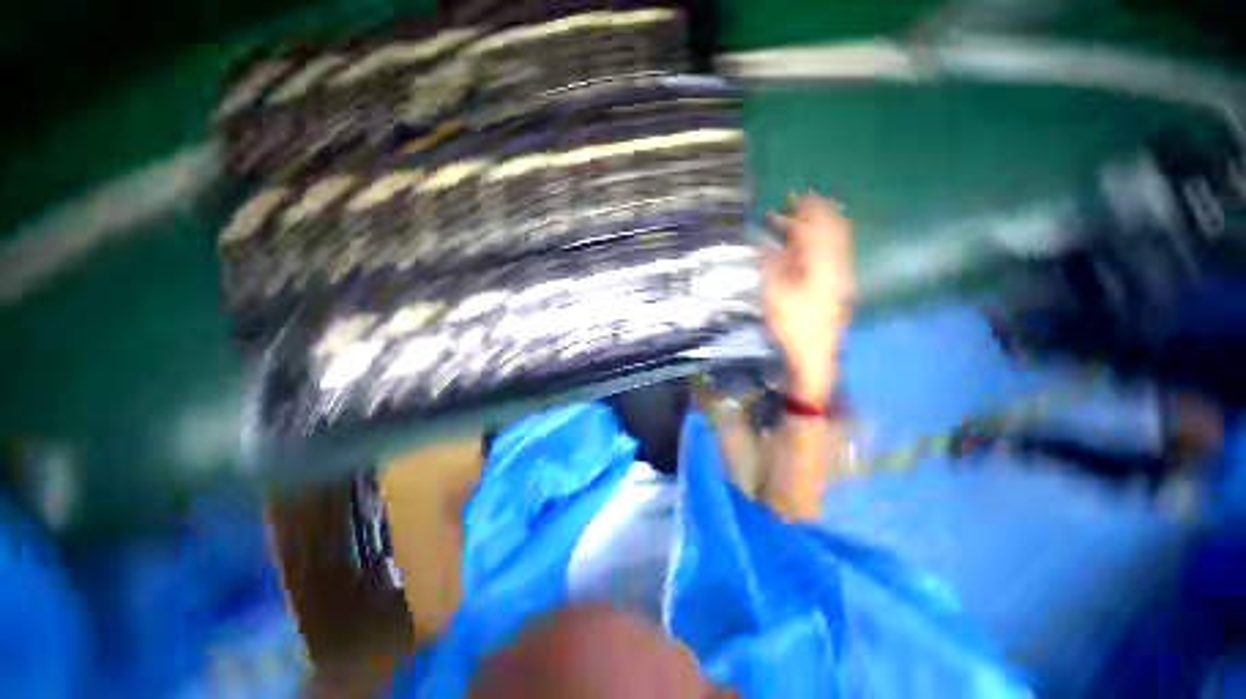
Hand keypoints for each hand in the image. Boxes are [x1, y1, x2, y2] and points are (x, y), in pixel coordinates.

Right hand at [762, 193, 855, 403]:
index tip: (795, 193)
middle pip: (830, 230)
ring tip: (794, 219)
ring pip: (831, 241)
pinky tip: (803, 245)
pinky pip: (831, 254)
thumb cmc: (793, 324)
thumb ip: (771, 265)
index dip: (807, 209)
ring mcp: (838, 275)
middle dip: (813, 213)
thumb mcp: (775, 294)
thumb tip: (765, 243)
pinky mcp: (836, 285)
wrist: (815, 353)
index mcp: (822, 265)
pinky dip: (817, 243)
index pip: (817, 228)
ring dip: (814, 228)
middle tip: (796, 199)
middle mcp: (836, 265)